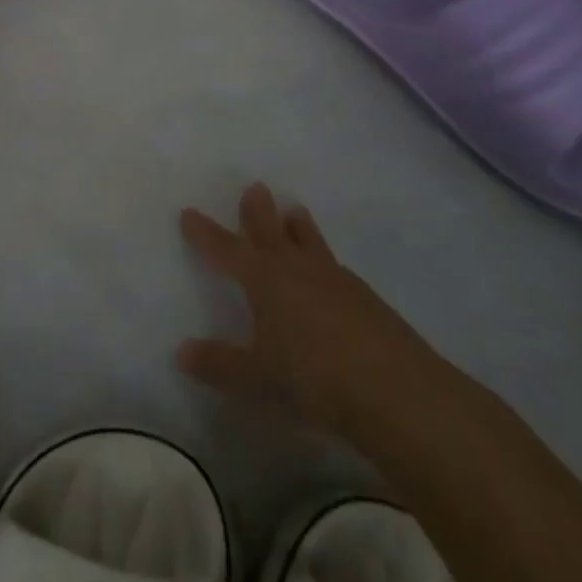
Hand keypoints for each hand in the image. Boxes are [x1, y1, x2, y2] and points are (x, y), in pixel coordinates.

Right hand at [178, 183, 450, 441]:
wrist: (399, 394)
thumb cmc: (313, 379)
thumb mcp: (256, 378)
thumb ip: (219, 364)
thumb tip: (182, 353)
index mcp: (264, 280)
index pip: (226, 249)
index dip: (206, 233)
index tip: (189, 213)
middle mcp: (298, 270)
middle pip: (272, 232)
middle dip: (258, 212)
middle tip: (256, 187)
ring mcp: (338, 283)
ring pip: (312, 244)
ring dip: (300, 228)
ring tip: (295, 211)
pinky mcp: (370, 302)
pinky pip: (338, 270)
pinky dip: (326, 263)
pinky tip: (332, 274)